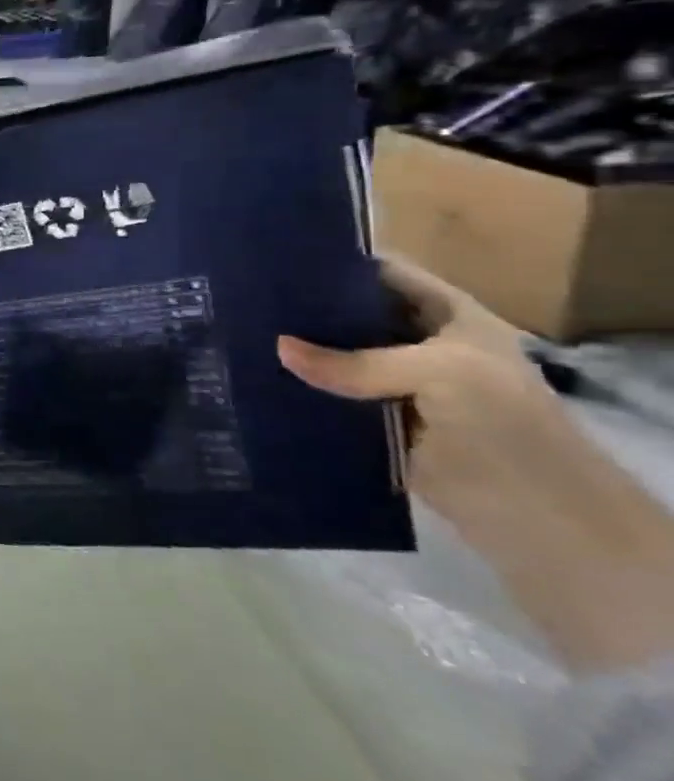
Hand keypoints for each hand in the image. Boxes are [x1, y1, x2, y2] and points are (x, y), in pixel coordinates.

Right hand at [280, 258, 673, 672]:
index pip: (383, 274)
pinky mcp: (378, 423)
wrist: (540, 519)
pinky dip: (302, 391)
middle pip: (352, 315)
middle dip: (305, 310)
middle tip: (243, 300)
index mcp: (450, 317)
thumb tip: (279, 348)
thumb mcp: (440, 374)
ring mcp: (399, 386)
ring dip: (299, 354)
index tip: (276, 261)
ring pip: (337, 358)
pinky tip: (260, 381)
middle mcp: (422, 344)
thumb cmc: (506, 427)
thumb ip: (356, 361)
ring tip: (239, 337)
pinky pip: (331, 398)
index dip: (336, 265)